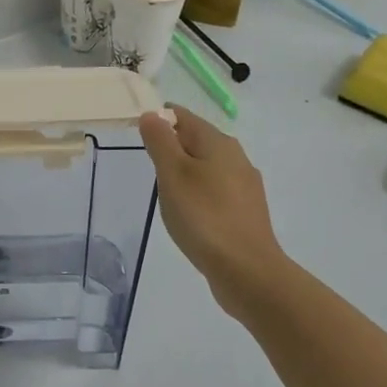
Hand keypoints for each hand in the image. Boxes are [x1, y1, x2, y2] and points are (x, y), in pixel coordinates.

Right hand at [139, 105, 288, 314]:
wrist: (248, 271)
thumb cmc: (204, 217)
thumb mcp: (173, 174)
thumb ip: (160, 141)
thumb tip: (152, 114)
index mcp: (218, 142)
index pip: (183, 117)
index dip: (159, 120)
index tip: (139, 137)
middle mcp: (236, 156)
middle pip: (197, 140)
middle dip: (172, 147)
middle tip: (150, 166)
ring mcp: (245, 185)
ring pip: (208, 166)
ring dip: (186, 172)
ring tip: (167, 192)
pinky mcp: (247, 211)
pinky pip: (217, 190)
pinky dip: (200, 193)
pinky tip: (191, 214)